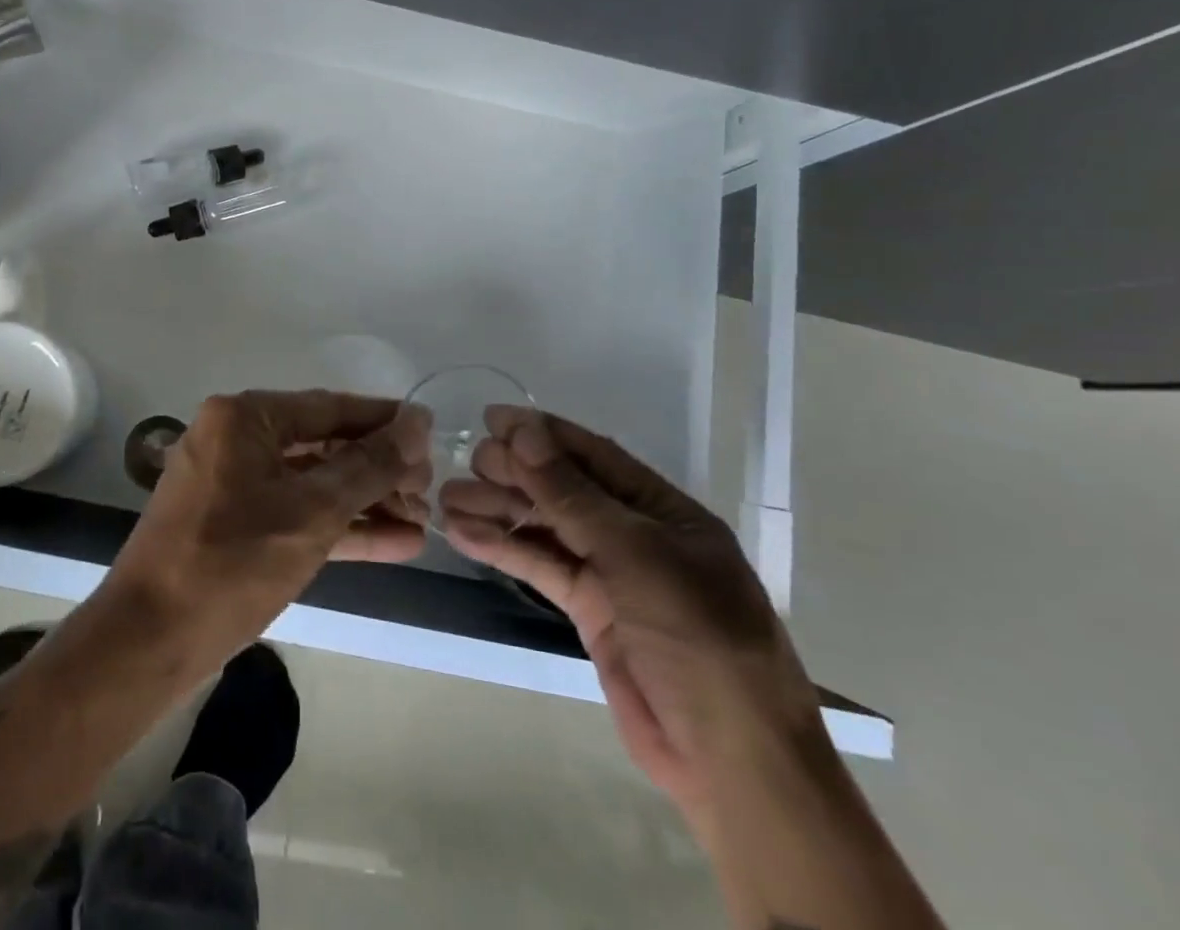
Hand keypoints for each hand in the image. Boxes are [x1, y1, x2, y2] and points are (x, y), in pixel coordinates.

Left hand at [109, 391, 430, 660]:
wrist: (149, 642)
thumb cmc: (232, 563)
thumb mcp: (312, 512)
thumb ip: (368, 465)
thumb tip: (416, 423)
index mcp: (245, 418)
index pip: (329, 407)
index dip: (383, 420)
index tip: (430, 433)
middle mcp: (236, 438)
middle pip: (322, 444)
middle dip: (377, 469)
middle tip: (428, 489)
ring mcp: (233, 482)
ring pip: (312, 482)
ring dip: (365, 502)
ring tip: (422, 520)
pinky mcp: (235, 523)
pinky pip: (294, 512)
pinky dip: (338, 527)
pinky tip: (394, 542)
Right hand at [439, 406, 822, 812]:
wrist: (732, 762)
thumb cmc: (698, 639)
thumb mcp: (636, 555)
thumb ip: (572, 494)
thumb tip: (522, 433)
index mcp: (663, 510)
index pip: (595, 455)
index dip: (543, 434)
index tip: (492, 417)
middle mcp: (636, 535)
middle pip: (564, 489)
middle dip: (516, 472)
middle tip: (468, 461)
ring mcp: (612, 574)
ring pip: (546, 528)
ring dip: (499, 510)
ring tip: (448, 496)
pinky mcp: (590, 611)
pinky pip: (541, 567)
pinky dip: (504, 550)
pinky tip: (464, 534)